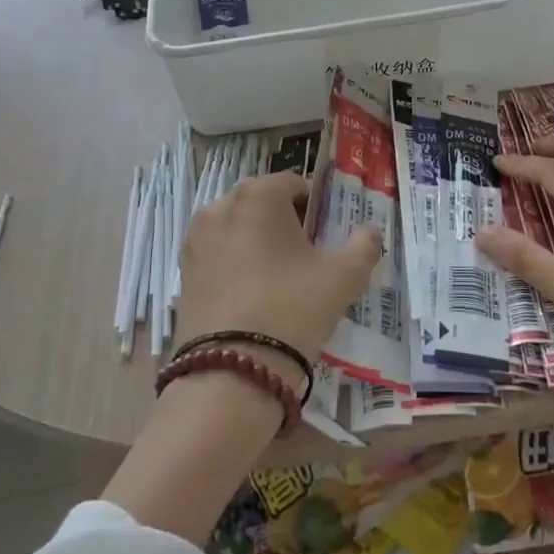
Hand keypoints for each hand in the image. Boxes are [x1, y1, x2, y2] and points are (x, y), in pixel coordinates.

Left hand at [176, 172, 382, 377]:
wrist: (233, 369)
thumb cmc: (293, 307)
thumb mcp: (344, 276)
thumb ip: (364, 245)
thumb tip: (371, 231)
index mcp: (259, 194)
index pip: (294, 184)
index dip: (314, 207)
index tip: (324, 238)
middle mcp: (221, 204)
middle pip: (262, 202)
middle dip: (284, 221)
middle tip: (304, 258)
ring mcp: (196, 236)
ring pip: (237, 226)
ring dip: (256, 240)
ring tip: (276, 278)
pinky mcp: (183, 268)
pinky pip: (217, 252)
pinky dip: (234, 262)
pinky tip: (250, 294)